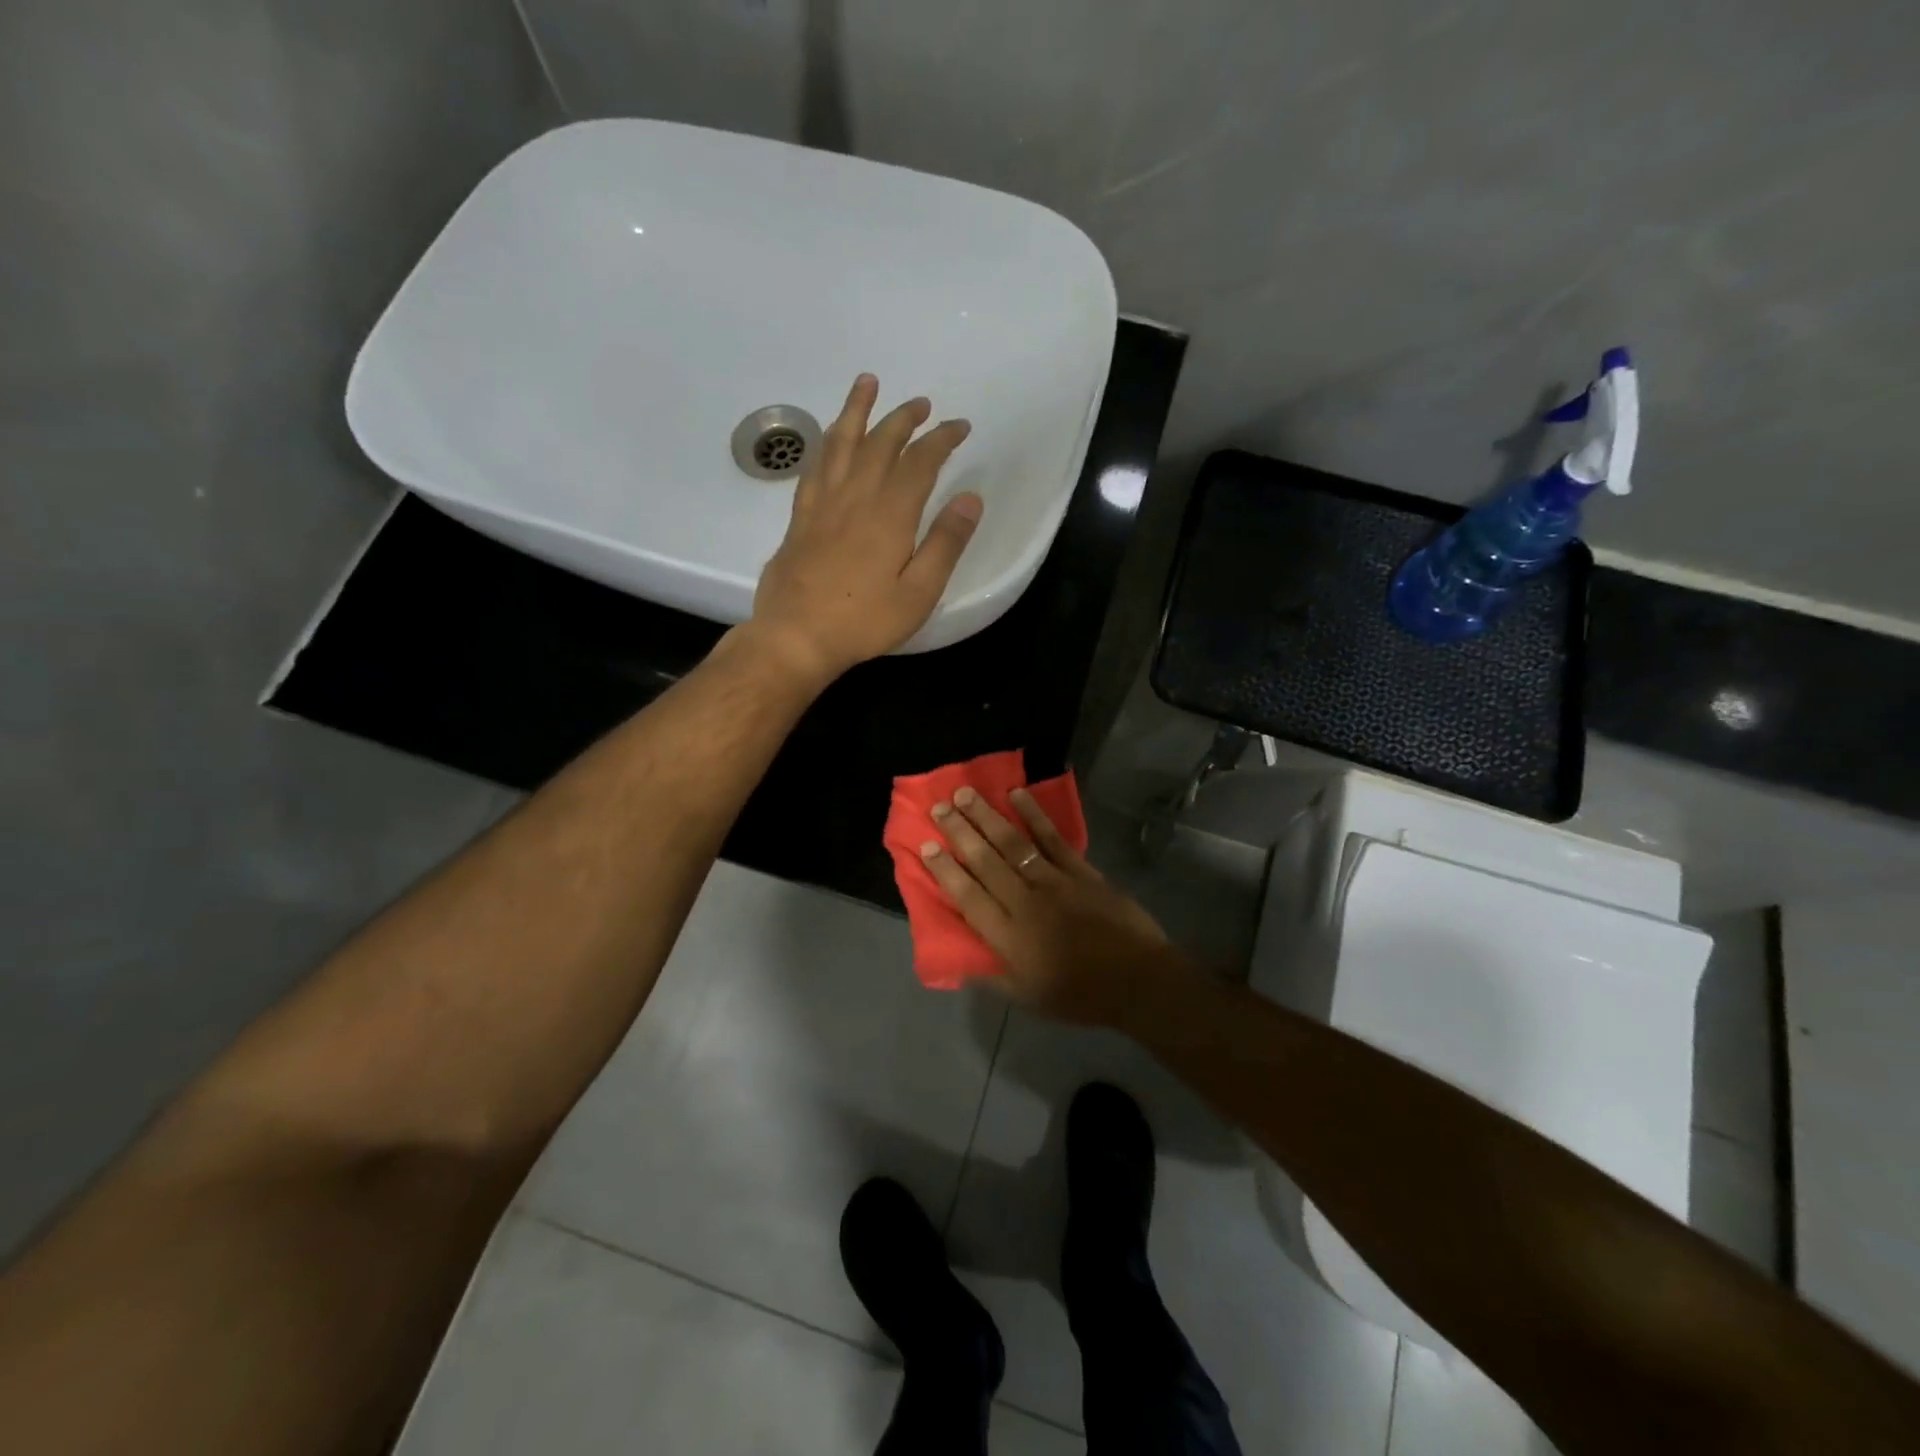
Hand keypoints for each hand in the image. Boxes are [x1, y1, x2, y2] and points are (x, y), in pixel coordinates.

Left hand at [745, 374, 981, 686]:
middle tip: (921, 403)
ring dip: (857, 410)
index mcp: (890, 514)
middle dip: (904, 418)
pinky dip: (825, 443)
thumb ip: (945, 543)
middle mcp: (855, 497)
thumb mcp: (919, 592)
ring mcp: (823, 504)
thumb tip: (970, 498)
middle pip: (880, 443)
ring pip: (841, 443)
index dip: (942, 439)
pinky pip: (814, 467)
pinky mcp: (800, 518)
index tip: (959, 426)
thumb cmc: (864, 620)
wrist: (796, 636)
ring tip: (867, 383)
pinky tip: (828, 437)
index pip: (920, 462)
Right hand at [917, 785, 1192, 1028]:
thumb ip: (991, 977)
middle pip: (984, 860)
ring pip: (1012, 843)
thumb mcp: (1027, 998)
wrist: (1137, 981)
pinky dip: (1034, 815)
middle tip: (938, 806)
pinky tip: (1017, 795)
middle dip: (958, 831)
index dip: (944, 870)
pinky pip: (1052, 837)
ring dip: (986, 816)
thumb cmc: (1079, 995)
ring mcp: (1054, 881)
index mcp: (1008, 936)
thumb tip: (959, 963)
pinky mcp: (1080, 870)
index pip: (967, 896)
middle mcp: (1024, 901)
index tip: (925, 845)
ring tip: (964, 794)